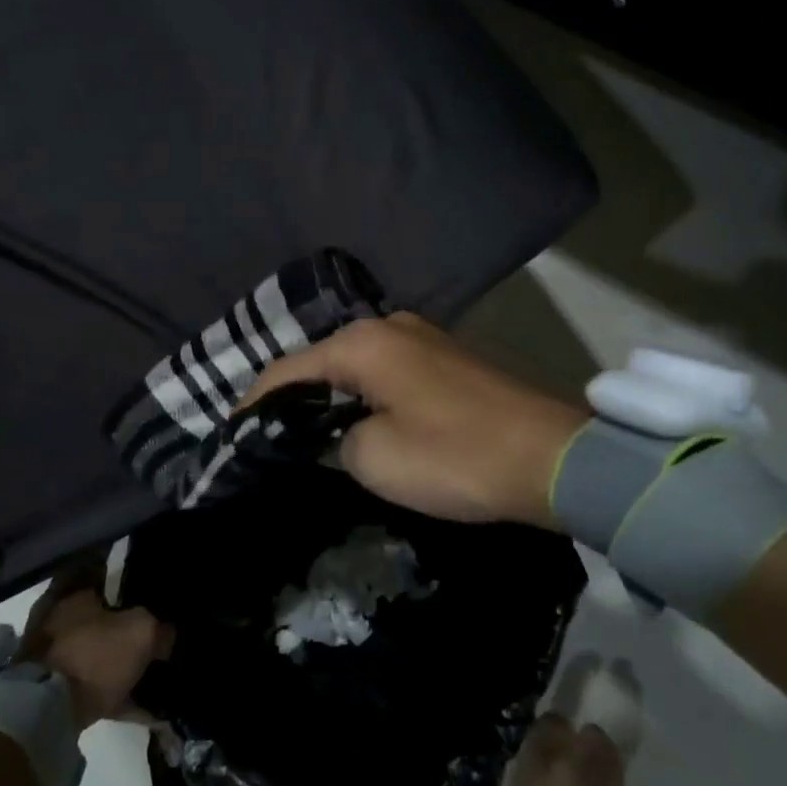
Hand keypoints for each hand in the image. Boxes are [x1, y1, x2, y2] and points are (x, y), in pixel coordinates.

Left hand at [20, 576, 171, 730]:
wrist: (45, 713)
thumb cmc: (93, 656)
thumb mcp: (141, 632)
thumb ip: (160, 627)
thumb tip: (168, 633)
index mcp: (72, 593)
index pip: (100, 571)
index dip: (125, 578)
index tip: (147, 587)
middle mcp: (57, 618)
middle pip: (98, 615)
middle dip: (124, 624)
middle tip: (153, 631)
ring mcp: (52, 656)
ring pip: (96, 653)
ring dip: (120, 663)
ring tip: (153, 674)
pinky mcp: (52, 692)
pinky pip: (95, 689)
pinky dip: (119, 698)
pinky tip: (147, 711)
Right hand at [240, 312, 589, 526]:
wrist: (555, 457)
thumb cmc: (456, 456)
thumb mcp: (375, 459)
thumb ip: (332, 441)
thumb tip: (328, 434)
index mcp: (362, 344)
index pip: (286, 370)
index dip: (254, 404)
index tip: (231, 435)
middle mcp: (388, 326)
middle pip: (319, 361)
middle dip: (290, 397)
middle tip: (265, 436)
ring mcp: (422, 337)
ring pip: (353, 365)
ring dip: (328, 396)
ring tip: (303, 431)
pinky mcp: (445, 357)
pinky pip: (385, 371)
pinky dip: (362, 394)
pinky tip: (355, 419)